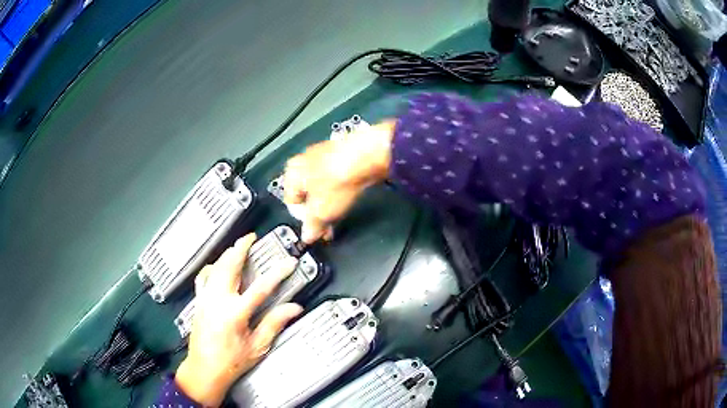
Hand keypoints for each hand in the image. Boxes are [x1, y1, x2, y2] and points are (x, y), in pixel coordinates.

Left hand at [175, 234, 301, 406]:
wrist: (204, 369)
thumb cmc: (231, 362)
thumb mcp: (257, 347)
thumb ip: (274, 324)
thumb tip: (294, 309)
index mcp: (235, 313)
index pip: (261, 287)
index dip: (277, 273)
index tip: (289, 262)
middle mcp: (218, 301)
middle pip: (229, 266)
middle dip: (241, 248)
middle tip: (251, 237)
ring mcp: (205, 299)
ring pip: (215, 268)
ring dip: (226, 254)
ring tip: (237, 247)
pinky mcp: (198, 301)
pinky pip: (203, 277)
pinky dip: (211, 267)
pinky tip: (216, 266)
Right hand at [284, 120, 395, 242]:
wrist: (367, 157)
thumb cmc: (338, 177)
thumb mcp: (321, 212)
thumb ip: (312, 226)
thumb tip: (309, 235)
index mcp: (291, 172)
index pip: (290, 202)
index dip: (303, 218)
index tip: (314, 228)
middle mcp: (304, 160)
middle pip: (308, 194)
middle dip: (318, 211)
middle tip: (328, 224)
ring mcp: (324, 155)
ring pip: (324, 186)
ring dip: (330, 201)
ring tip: (340, 211)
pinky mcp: (343, 154)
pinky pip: (338, 178)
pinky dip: (342, 189)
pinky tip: (350, 196)